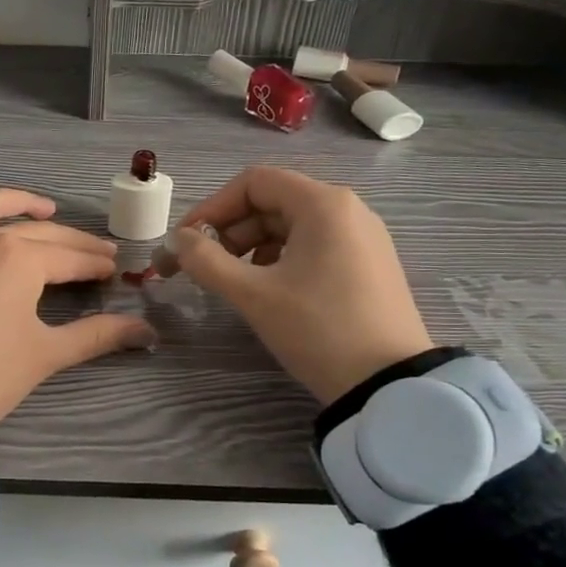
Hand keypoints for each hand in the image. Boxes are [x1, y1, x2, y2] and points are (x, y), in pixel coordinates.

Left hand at [0, 189, 156, 434]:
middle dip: (72, 241)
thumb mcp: (45, 355)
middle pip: (35, 232)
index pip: (69, 257)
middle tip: (97, 251)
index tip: (114, 270)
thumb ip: (98, 336)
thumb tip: (149, 333)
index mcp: (18, 259)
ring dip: (14, 203)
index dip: (95, 263)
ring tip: (41, 209)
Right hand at [169, 166, 432, 405]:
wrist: (388, 385)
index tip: (185, 241)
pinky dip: (281, 258)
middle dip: (230, 230)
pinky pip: (314, 245)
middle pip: (273, 201)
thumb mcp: (253, 294)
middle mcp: (347, 209)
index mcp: (323, 204)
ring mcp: (363, 237)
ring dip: (252, 246)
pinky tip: (269, 289)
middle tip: (203, 266)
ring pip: (292, 225)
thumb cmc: (317, 329)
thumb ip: (206, 260)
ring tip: (233, 281)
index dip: (212, 207)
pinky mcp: (369, 264)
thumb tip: (177, 240)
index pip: (253, 182)